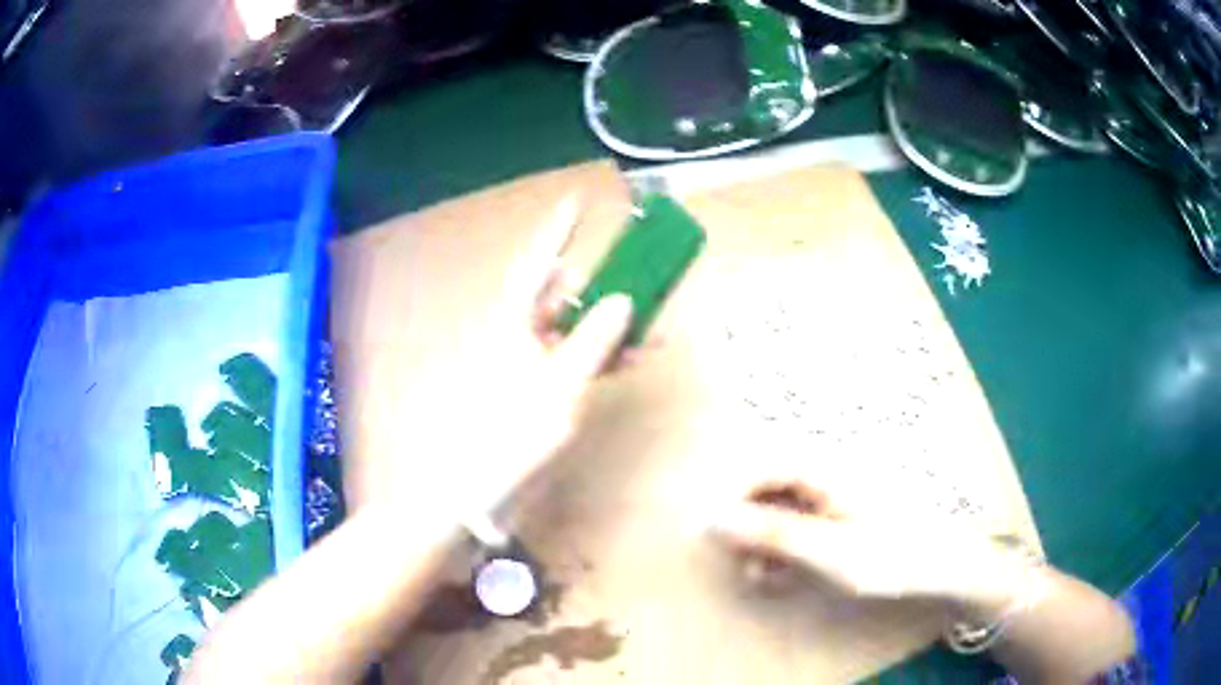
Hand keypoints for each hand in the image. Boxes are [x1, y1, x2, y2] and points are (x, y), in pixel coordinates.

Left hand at [365, 198, 633, 526]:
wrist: (479, 489)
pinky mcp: (540, 388)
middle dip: (603, 283)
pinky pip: (577, 359)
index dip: (559, 230)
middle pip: (565, 295)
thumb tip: (623, 299)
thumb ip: (594, 340)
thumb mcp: (561, 384)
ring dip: (610, 325)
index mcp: (514, 322)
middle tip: (640, 273)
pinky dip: (603, 356)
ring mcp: (531, 363)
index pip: (540, 263)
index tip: (578, 200)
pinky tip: (631, 359)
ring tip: (651, 324)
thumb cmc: (511, 432)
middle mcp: (521, 334)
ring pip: (577, 329)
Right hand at [710, 479, 1024, 607]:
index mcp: (823, 468)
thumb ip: (772, 534)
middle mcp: (824, 472)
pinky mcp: (838, 513)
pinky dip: (782, 546)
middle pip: (764, 484)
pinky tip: (781, 573)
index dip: (726, 493)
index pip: (757, 463)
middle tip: (737, 562)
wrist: (944, 565)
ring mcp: (832, 492)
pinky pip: (797, 521)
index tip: (706, 532)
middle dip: (744, 523)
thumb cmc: (892, 554)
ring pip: (778, 505)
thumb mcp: (829, 553)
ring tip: (759, 575)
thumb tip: (713, 520)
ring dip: (761, 539)